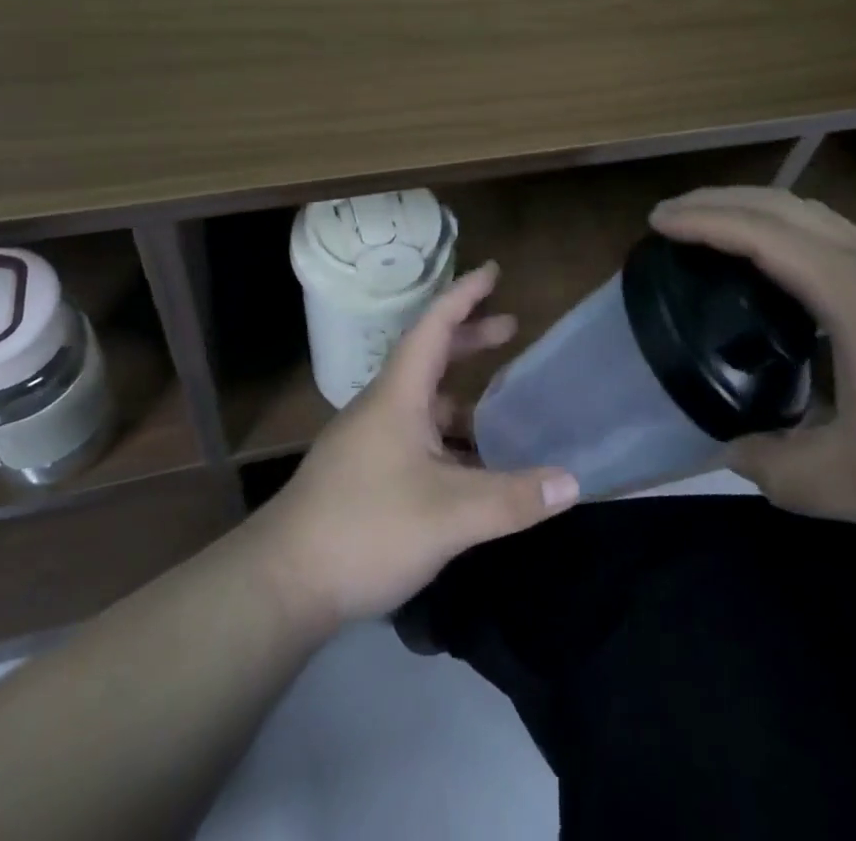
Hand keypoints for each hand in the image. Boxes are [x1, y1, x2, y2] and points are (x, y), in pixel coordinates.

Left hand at [251, 261, 578, 629]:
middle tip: (511, 328)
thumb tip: (573, 481)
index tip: (493, 270)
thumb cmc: (365, 527)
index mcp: (398, 395)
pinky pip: (418, 438)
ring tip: (503, 409)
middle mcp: (383, 407)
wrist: (282, 583)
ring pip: (424, 403)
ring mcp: (370, 441)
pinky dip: (449, 439)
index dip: (465, 294)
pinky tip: (472, 469)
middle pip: (430, 357)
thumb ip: (512, 498)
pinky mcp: (365, 474)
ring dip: (462, 397)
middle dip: (470, 339)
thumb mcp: (449, 514)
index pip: (434, 325)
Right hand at [650, 187, 855, 548]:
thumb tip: (729, 451)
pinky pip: (832, 239)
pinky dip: (786, 231)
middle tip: (670, 217)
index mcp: (855, 295)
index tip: (656, 223)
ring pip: (814, 216)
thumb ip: (778, 468)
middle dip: (722, 200)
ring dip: (757, 210)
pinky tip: (776, 270)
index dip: (705, 222)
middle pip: (787, 206)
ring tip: (713, 229)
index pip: (764, 235)